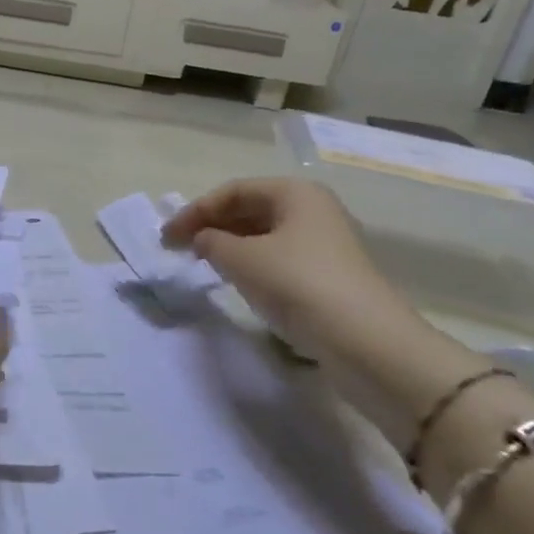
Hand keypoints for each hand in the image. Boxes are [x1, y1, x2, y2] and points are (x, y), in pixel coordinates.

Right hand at [162, 178, 479, 447]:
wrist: (367, 342)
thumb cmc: (299, 285)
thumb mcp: (242, 260)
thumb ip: (211, 242)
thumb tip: (203, 240)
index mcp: (294, 193)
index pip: (232, 191)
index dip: (194, 211)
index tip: (166, 237)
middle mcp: (312, 209)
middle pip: (250, 208)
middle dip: (211, 225)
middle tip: (180, 248)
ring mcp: (324, 243)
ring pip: (264, 234)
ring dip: (230, 245)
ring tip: (202, 263)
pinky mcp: (328, 275)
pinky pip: (278, 257)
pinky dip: (251, 263)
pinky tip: (236, 280)